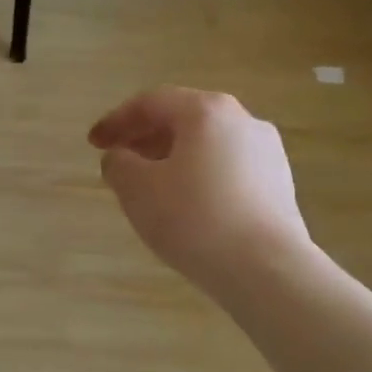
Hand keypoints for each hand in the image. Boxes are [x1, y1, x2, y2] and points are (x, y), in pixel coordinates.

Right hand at [89, 88, 309, 292]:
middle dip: (145, 137)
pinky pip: (227, 169)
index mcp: (206, 111)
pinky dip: (199, 176)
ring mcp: (267, 152)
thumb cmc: (194, 219)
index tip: (93, 144)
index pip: (151, 102)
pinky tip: (186, 205)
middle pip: (184, 119)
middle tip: (119, 160)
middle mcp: (242, 120)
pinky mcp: (278, 185)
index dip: (116, 120)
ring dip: (173, 158)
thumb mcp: (137, 190)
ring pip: (207, 145)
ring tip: (150, 186)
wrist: (266, 268)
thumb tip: (120, 157)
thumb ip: (118, 164)